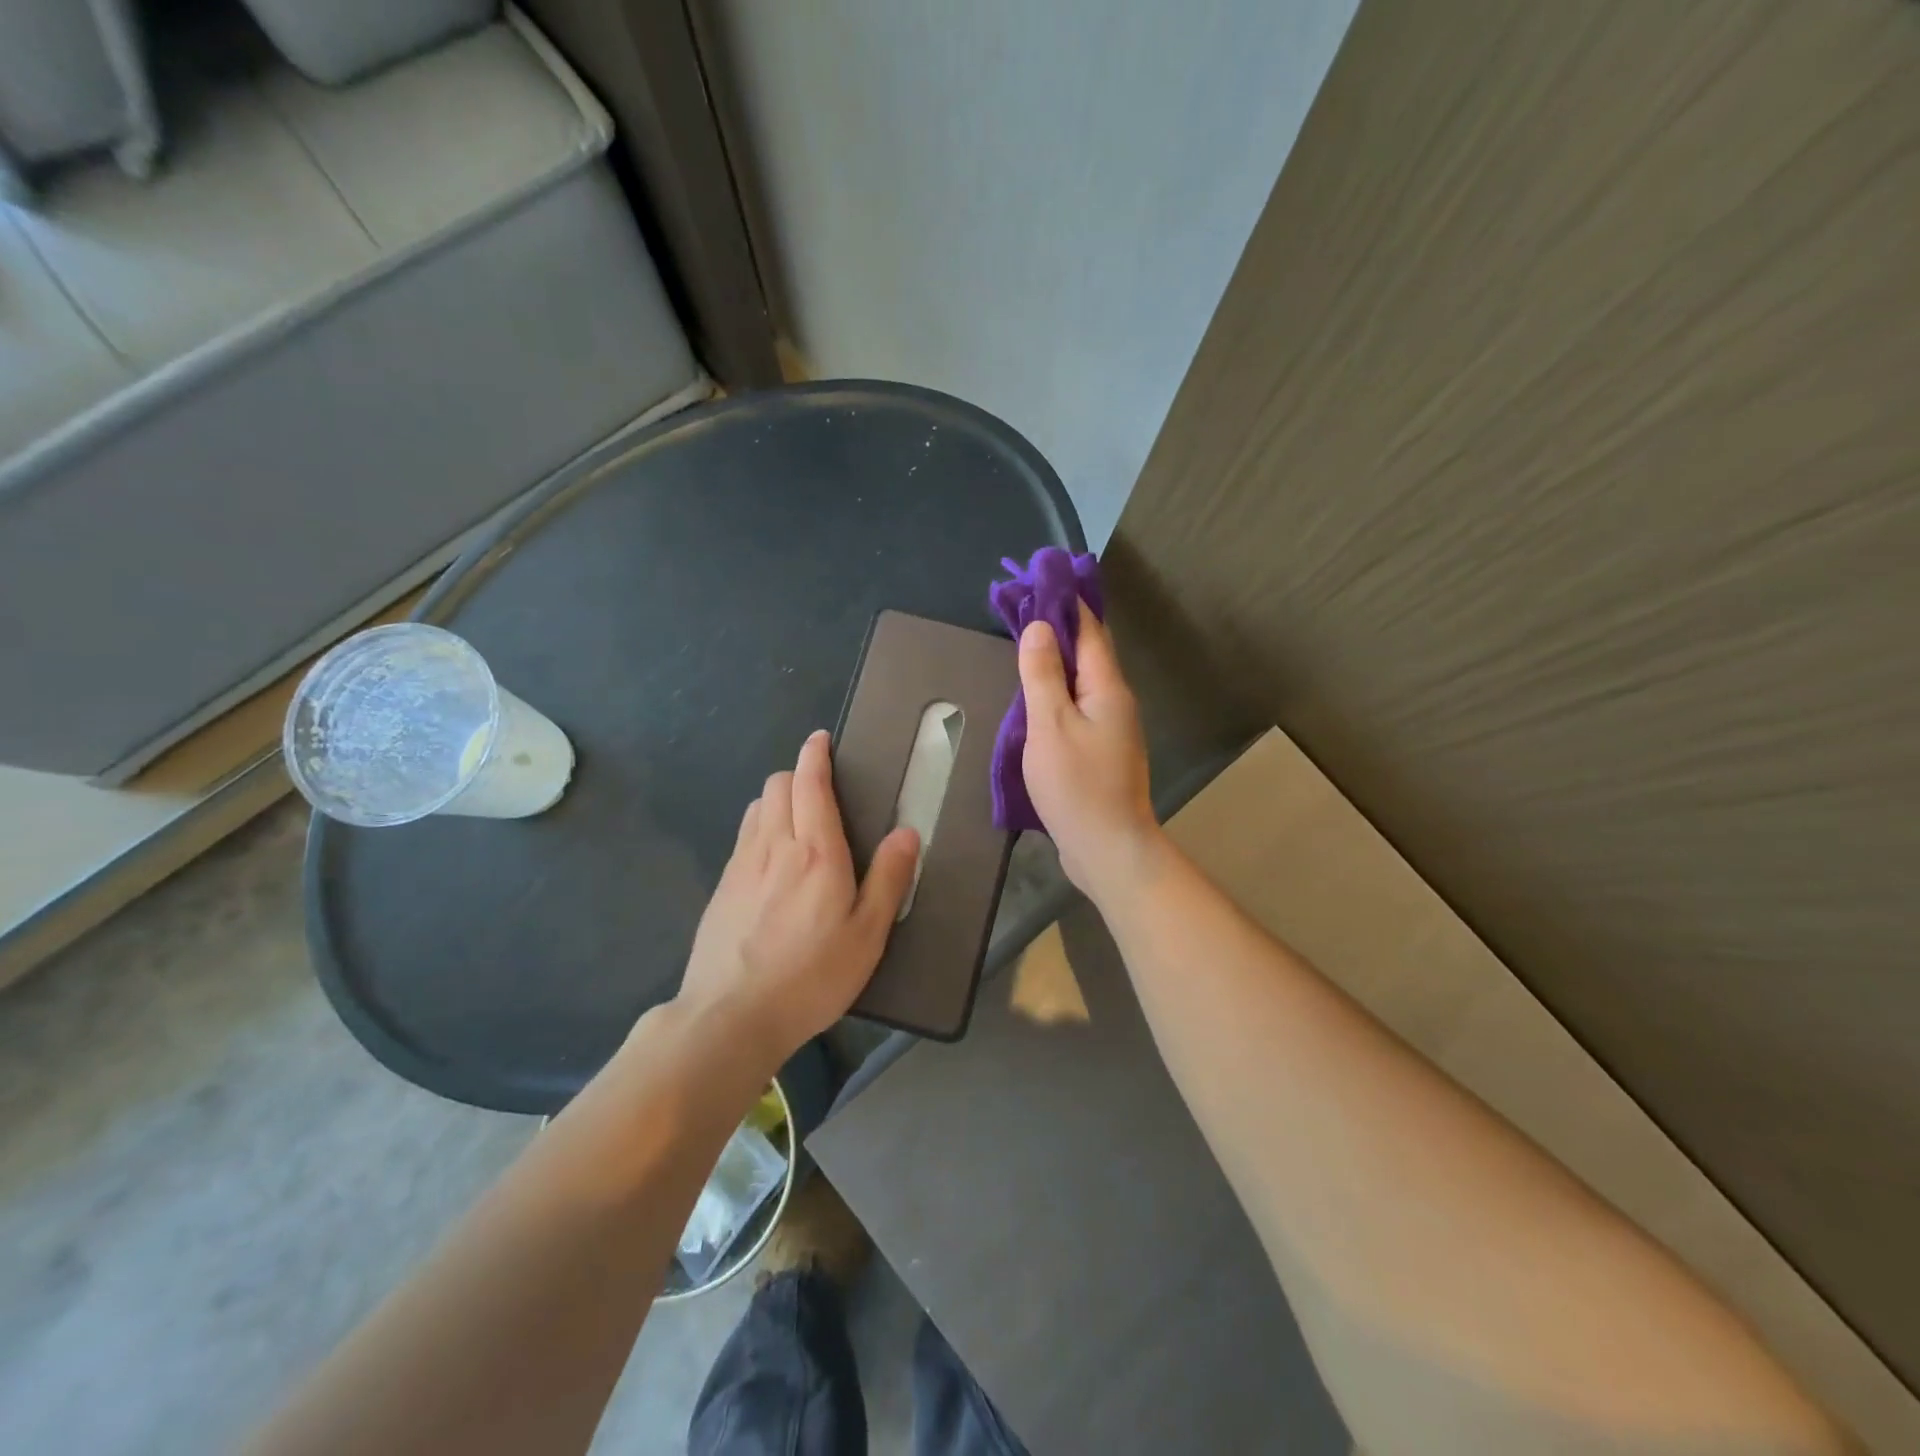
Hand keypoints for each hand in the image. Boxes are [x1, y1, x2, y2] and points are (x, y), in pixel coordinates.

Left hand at [676, 731, 919, 1064]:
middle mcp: (774, 846)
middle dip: (797, 775)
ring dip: (777, 800)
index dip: (815, 755)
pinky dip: (759, 828)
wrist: (730, 1016)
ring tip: (796, 823)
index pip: (810, 783)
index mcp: (816, 852)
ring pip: (756, 808)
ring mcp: (741, 865)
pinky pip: (742, 837)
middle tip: (819, 792)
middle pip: (777, 786)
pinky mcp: (721, 887)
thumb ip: (888, 879)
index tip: (820, 739)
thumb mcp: (867, 935)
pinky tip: (771, 862)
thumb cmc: (810, 976)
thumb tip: (907, 832)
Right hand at [1018, 600, 1162, 900]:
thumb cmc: (1077, 785)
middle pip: (1087, 654)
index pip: (1088, 630)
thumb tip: (1039, 627)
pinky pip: (1078, 709)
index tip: (1041, 579)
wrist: (1108, 848)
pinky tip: (1038, 700)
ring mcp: (1112, 729)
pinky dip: (1058, 693)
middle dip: (1059, 628)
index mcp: (1107, 688)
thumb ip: (1042, 676)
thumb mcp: (1050, 725)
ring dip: (1057, 662)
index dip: (1066, 603)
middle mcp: (1116, 702)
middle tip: (1023, 610)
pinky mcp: (1102, 752)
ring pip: (1082, 683)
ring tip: (1025, 647)